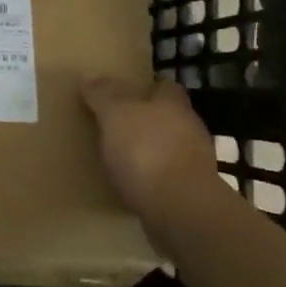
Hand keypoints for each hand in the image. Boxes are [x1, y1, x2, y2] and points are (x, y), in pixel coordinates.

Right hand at [80, 75, 229, 222]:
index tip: (125, 94)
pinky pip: (168, 177)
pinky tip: (132, 186)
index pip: (164, 87)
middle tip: (117, 126)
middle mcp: (189, 128)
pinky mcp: (191, 192)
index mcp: (173, 104)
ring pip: (169, 147)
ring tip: (120, 159)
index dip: (146, 88)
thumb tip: (90, 78)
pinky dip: (152, 178)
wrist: (179, 208)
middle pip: (168, 117)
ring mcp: (194, 162)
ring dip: (150, 151)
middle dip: (147, 120)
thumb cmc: (146, 151)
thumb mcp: (115, 115)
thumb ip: (103, 95)